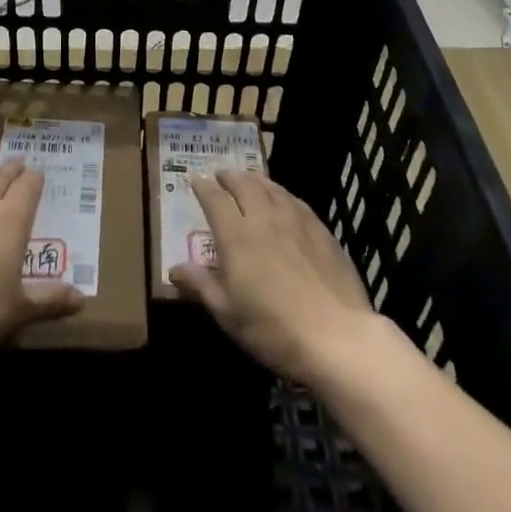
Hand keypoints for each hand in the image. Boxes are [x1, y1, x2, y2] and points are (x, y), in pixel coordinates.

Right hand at [170, 169, 377, 383]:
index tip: (196, 180)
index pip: (214, 199)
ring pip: (272, 188)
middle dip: (230, 176)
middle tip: (222, 175)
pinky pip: (296, 201)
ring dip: (256, 179)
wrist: (336, 336)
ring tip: (250, 179)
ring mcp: (296, 221)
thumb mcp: (227, 313)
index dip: (203, 187)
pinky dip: (283, 194)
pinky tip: (285, 200)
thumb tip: (174, 268)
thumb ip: (200, 285)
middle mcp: (264, 218)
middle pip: (244, 184)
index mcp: (236, 235)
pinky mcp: (321, 231)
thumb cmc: (273, 328)